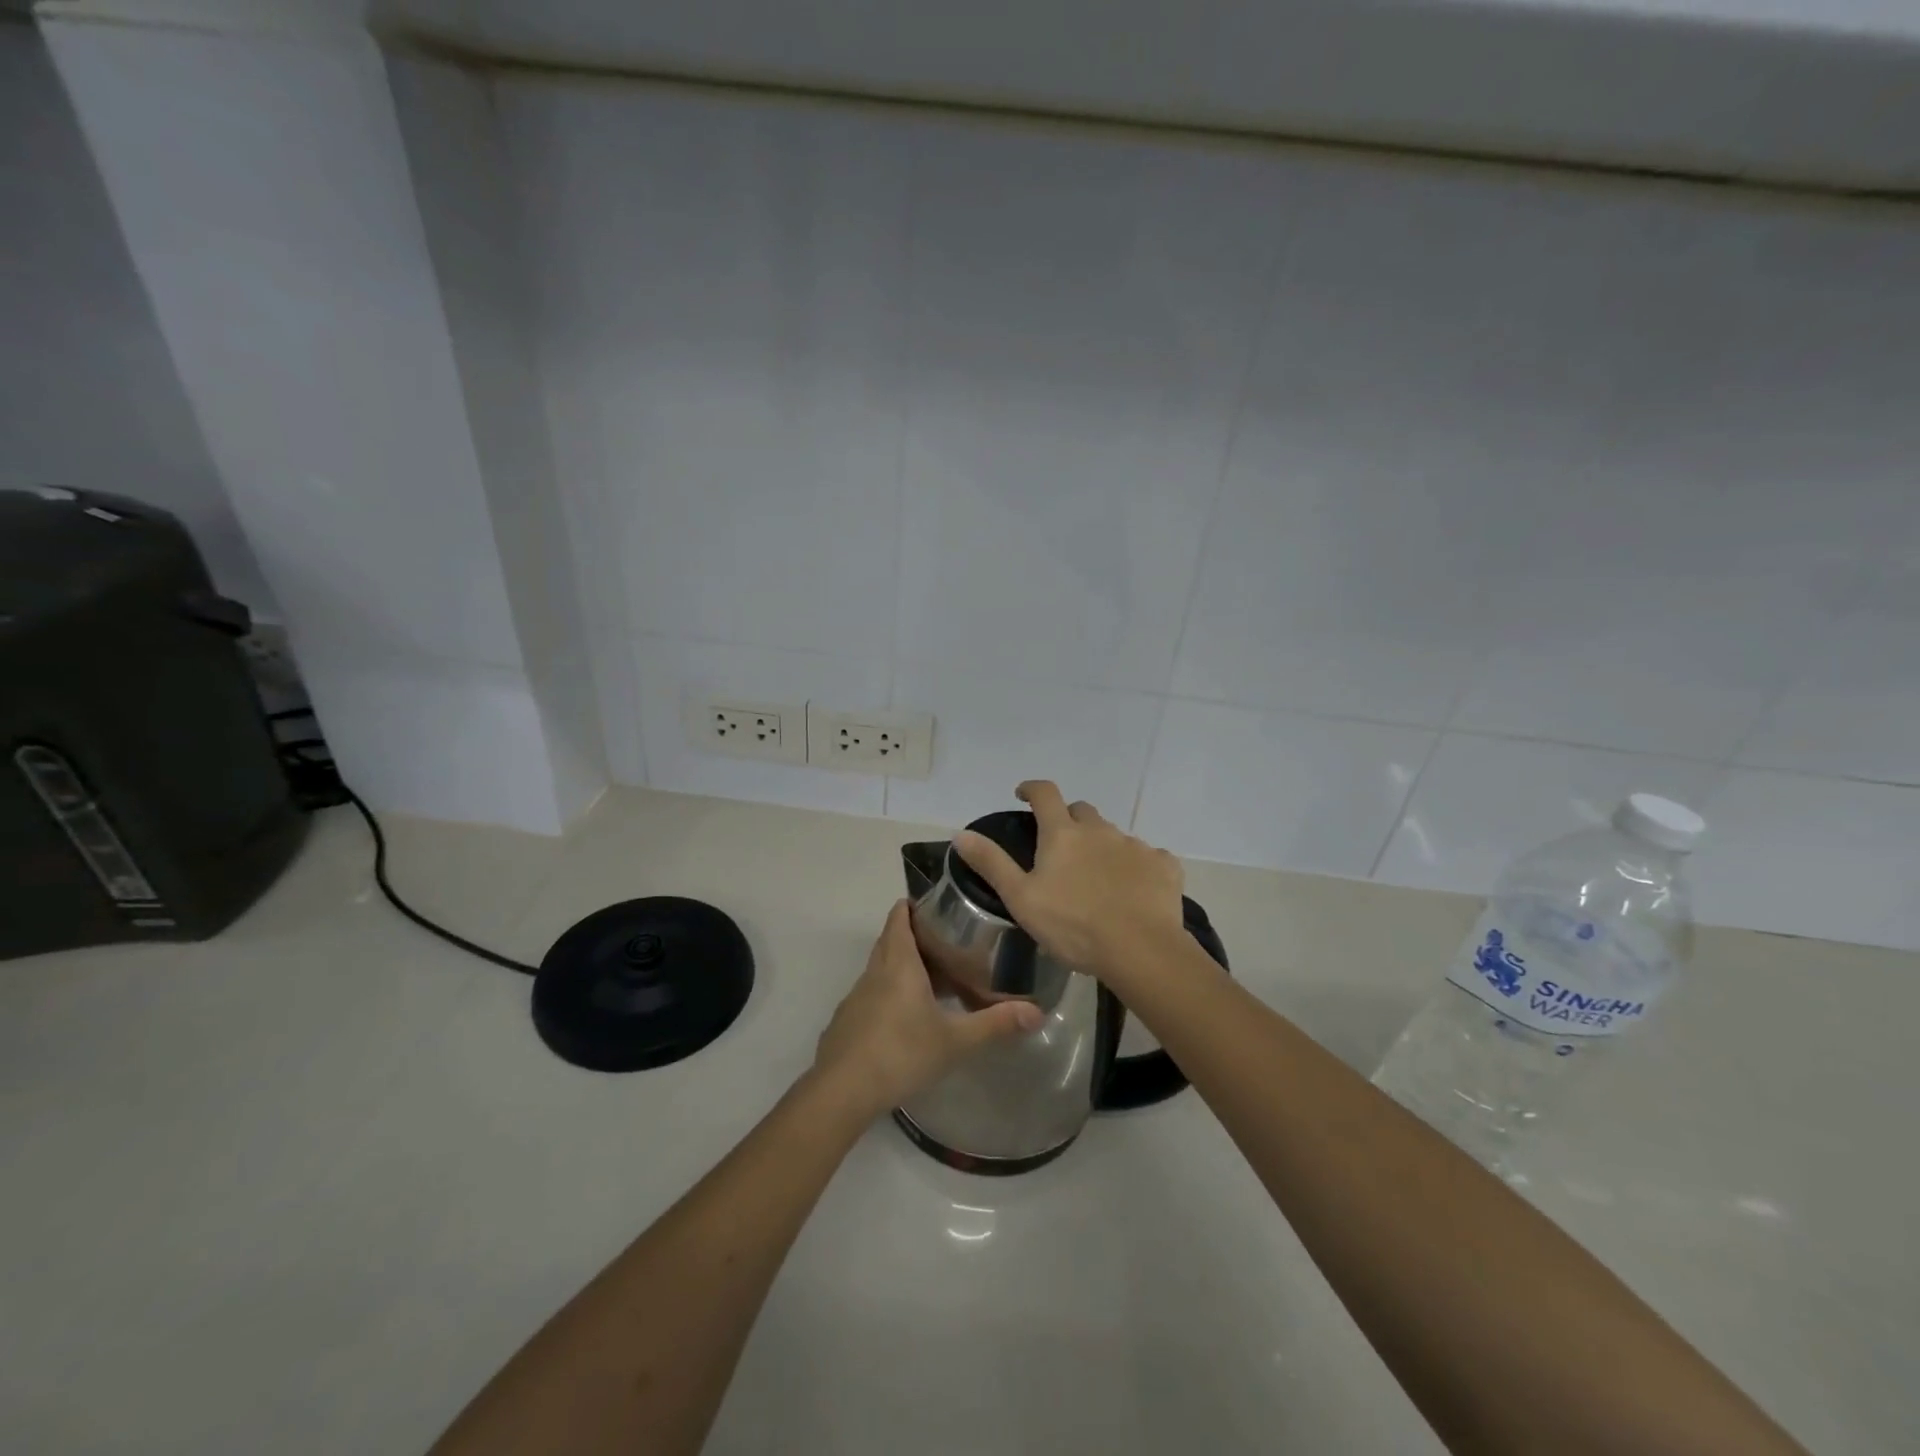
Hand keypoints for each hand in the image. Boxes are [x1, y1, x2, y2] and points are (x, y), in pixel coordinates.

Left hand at [811, 900, 1042, 1120]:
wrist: (842, 1091)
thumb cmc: (901, 1053)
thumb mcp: (955, 1040)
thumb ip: (995, 1024)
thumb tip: (1037, 1013)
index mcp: (898, 963)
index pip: (899, 917)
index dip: (913, 906)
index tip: (937, 907)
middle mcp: (874, 972)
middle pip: (890, 939)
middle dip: (913, 935)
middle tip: (947, 943)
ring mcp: (856, 996)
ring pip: (880, 968)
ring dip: (901, 966)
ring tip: (932, 980)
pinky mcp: (847, 1021)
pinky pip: (871, 994)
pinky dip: (888, 994)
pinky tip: (906, 1019)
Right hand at [953, 780, 1185, 974]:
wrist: (1140, 950)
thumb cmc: (1072, 926)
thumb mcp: (1021, 898)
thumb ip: (992, 864)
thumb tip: (961, 834)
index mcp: (1063, 834)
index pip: (1045, 794)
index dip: (1032, 789)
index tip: (1023, 795)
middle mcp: (1100, 830)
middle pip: (1082, 811)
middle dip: (1069, 820)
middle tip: (1061, 848)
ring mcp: (1135, 846)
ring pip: (1114, 836)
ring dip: (1102, 847)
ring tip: (1098, 879)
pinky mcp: (1164, 866)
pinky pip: (1148, 858)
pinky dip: (1137, 867)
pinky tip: (1135, 891)